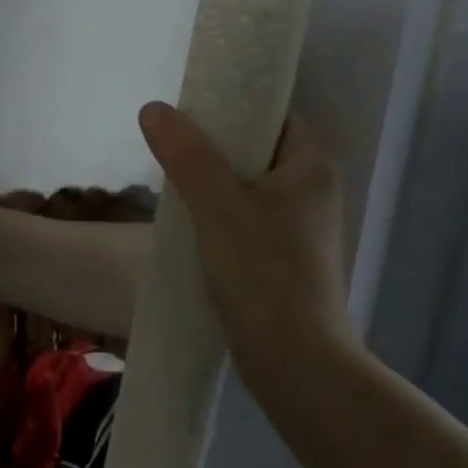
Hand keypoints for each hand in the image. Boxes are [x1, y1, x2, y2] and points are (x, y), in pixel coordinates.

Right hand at [137, 102, 353, 375]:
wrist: (294, 361)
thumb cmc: (262, 271)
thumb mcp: (217, 204)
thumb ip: (186, 154)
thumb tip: (153, 108)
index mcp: (311, 167)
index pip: (276, 116)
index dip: (236, 107)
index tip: (194, 111)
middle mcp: (314, 193)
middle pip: (259, 152)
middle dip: (216, 147)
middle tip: (173, 146)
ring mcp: (302, 230)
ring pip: (251, 189)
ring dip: (214, 184)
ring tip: (173, 182)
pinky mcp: (286, 261)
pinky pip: (249, 220)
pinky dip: (221, 215)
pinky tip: (190, 225)